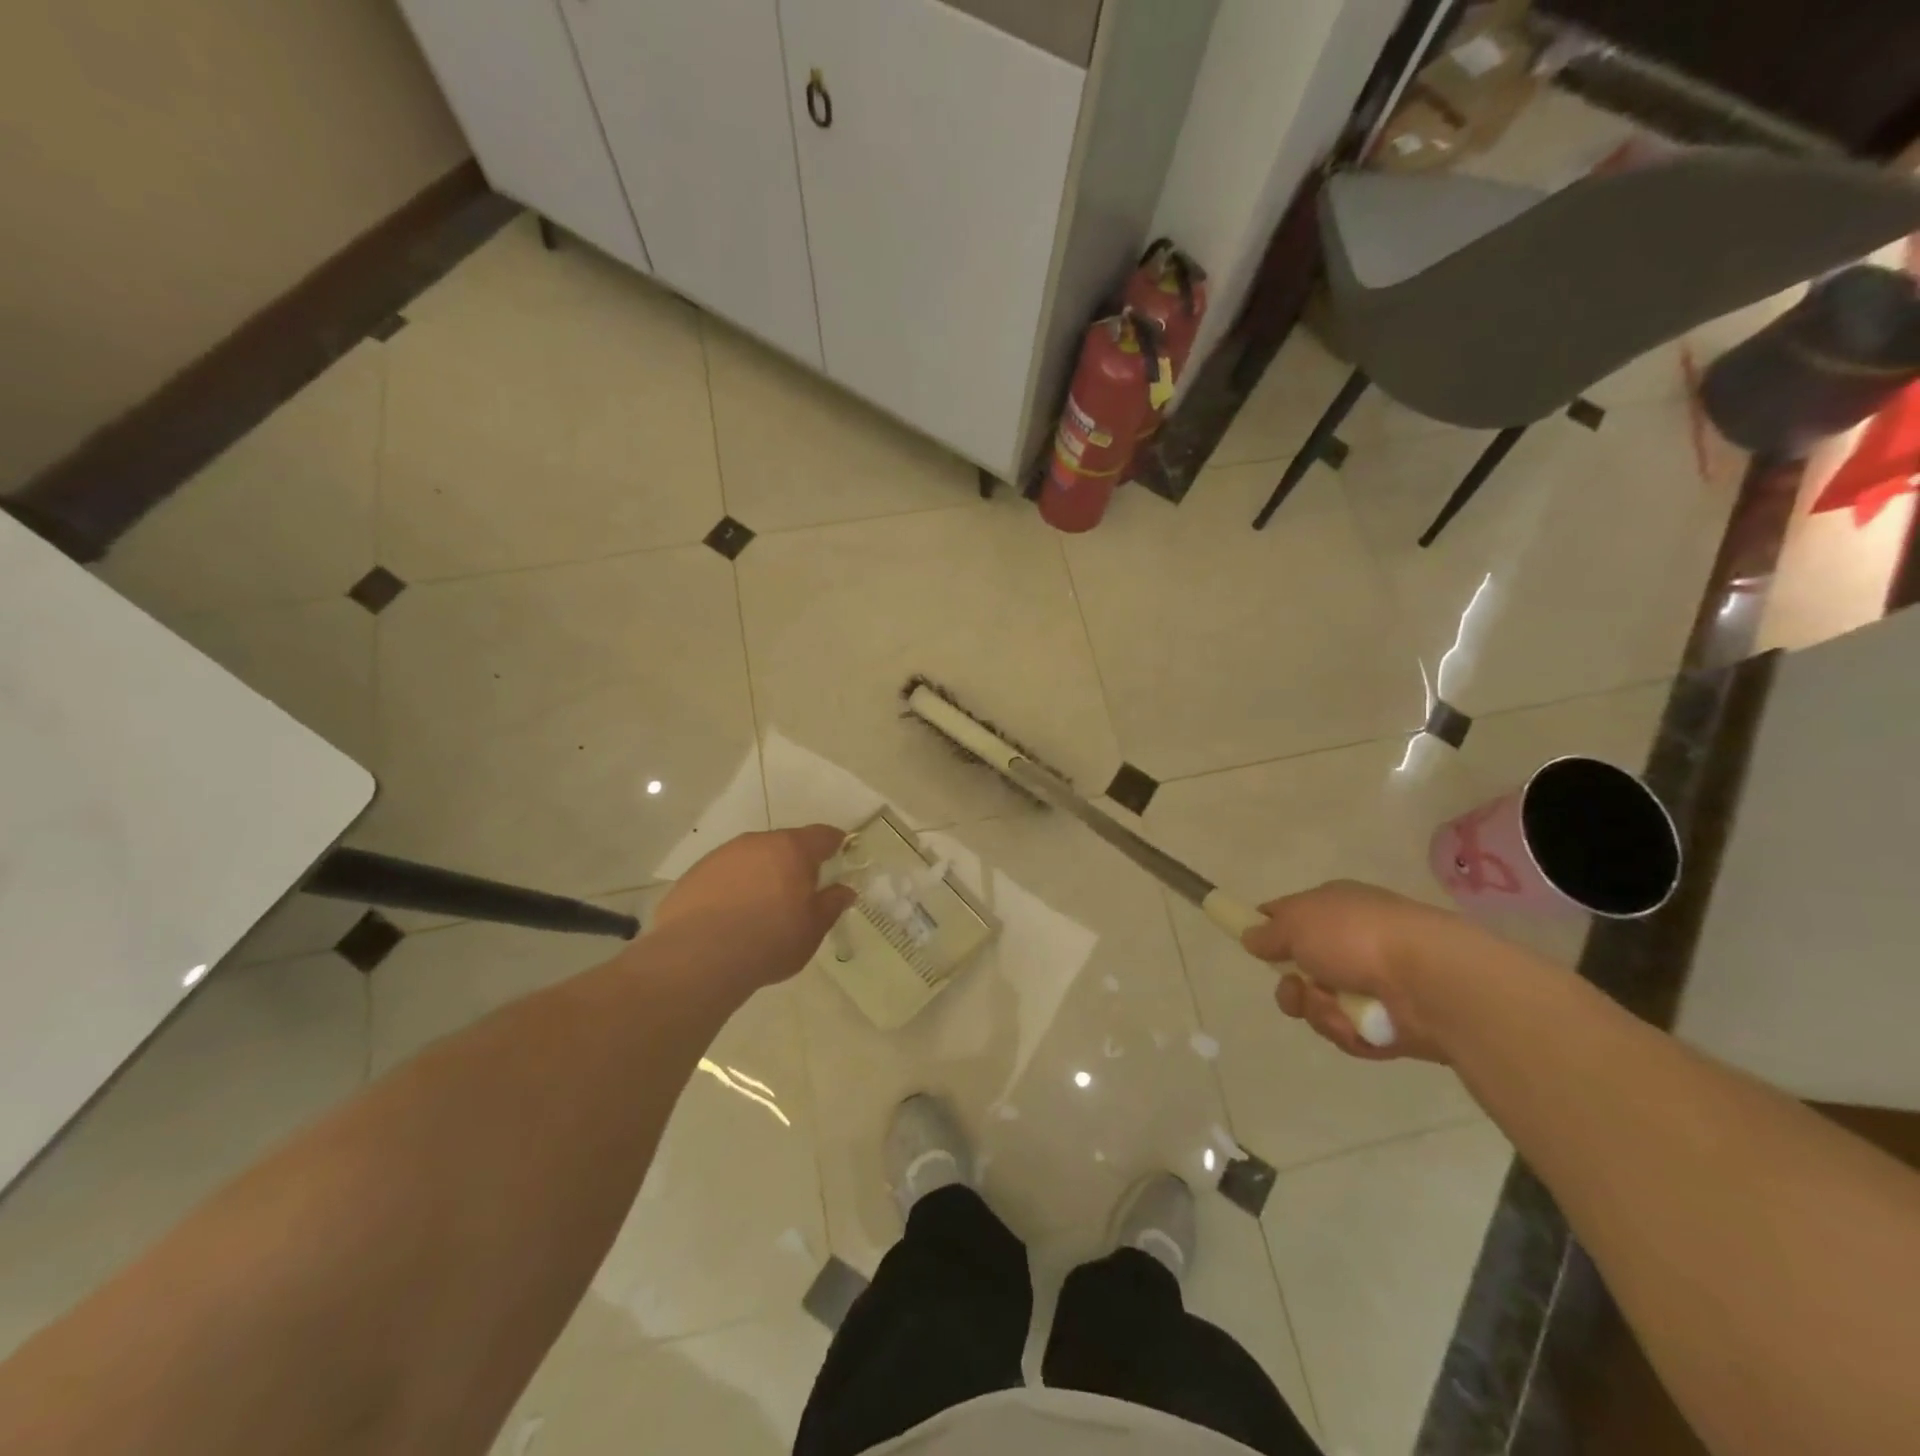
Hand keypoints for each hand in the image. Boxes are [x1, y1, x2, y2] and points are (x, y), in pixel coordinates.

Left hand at [649, 826, 856, 992]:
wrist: (698, 957)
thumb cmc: (769, 940)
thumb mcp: (813, 928)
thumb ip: (832, 904)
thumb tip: (845, 890)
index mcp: (792, 849)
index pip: (822, 835)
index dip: (834, 844)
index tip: (839, 856)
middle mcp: (757, 842)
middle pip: (784, 844)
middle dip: (794, 863)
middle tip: (799, 892)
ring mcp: (721, 856)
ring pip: (751, 858)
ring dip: (761, 874)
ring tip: (760, 908)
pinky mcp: (694, 874)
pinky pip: (724, 875)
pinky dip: (733, 888)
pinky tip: (730, 917)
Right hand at [1240, 880, 1460, 1062]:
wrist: (1430, 981)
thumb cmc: (1356, 936)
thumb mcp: (1296, 922)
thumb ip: (1268, 932)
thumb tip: (1252, 937)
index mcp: (1335, 908)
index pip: (1291, 916)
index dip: (1269, 930)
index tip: (1253, 946)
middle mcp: (1353, 943)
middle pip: (1301, 970)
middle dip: (1290, 987)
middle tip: (1295, 990)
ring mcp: (1372, 984)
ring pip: (1320, 1005)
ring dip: (1318, 1010)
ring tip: (1334, 1008)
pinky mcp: (1388, 1023)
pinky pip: (1347, 1031)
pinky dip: (1347, 1030)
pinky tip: (1359, 1025)